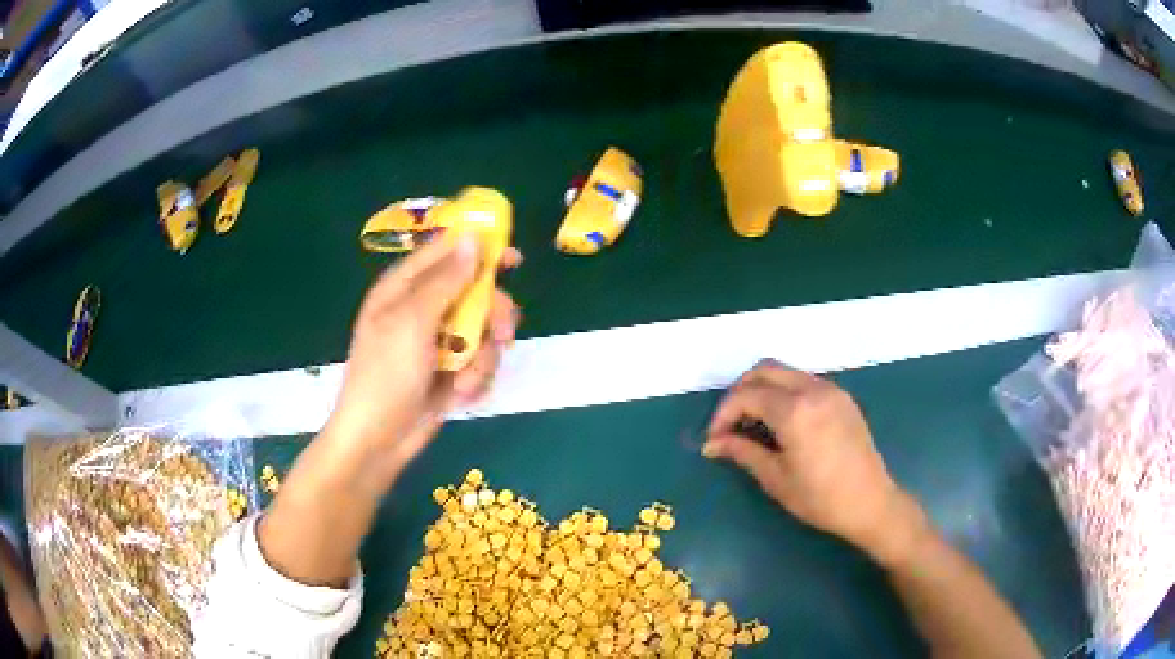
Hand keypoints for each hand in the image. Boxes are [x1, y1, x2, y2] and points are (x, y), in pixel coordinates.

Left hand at [323, 235, 520, 487]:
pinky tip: (461, 393)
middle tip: (502, 332)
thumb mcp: (412, 322)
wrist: (379, 440)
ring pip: (485, 329)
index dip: (479, 248)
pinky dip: (477, 376)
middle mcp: (424, 307)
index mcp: (405, 286)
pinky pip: (481, 359)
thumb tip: (472, 236)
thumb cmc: (386, 375)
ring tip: (466, 379)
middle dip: (492, 315)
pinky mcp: (452, 368)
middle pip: (475, 291)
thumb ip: (446, 280)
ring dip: (482, 356)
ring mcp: (439, 340)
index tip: (513, 258)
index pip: (446, 251)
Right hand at [703, 360, 923, 562]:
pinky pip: (805, 382)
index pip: (746, 395)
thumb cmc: (820, 498)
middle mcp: (813, 389)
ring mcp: (831, 390)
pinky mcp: (842, 398)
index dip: (723, 414)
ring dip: (763, 389)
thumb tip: (712, 444)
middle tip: (729, 424)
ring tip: (753, 424)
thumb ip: (742, 451)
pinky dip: (784, 392)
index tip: (714, 439)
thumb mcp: (776, 478)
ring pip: (786, 372)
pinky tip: (782, 422)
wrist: (870, 503)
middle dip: (740, 392)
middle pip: (764, 370)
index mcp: (795, 410)